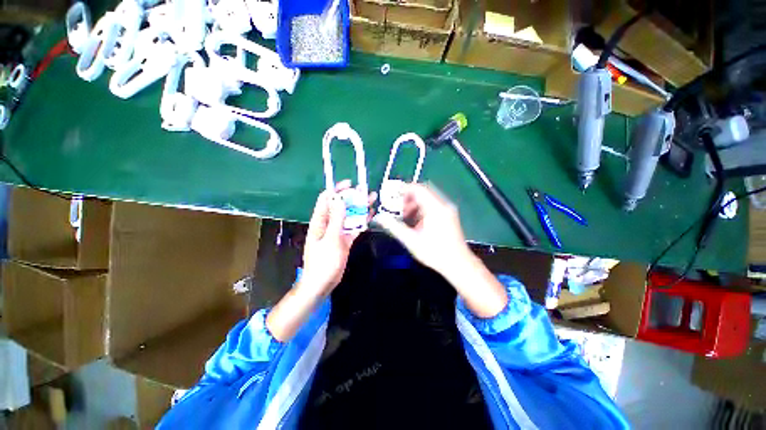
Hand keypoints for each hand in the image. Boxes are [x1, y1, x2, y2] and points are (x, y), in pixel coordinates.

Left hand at [268, 181, 375, 341]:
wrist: (322, 283)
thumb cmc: (323, 262)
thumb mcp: (331, 239)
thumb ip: (337, 220)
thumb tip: (340, 200)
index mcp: (320, 221)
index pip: (326, 199)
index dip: (337, 190)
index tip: (350, 185)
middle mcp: (328, 223)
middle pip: (340, 206)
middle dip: (352, 198)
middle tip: (366, 192)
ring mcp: (337, 231)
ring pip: (348, 216)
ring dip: (359, 209)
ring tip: (372, 200)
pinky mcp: (344, 239)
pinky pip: (353, 227)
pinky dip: (361, 221)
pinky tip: (370, 216)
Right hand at [372, 183, 471, 275]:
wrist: (458, 264)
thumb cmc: (435, 253)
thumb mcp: (411, 240)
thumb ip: (394, 227)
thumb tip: (380, 218)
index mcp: (435, 208)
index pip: (418, 188)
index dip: (404, 189)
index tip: (393, 196)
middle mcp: (443, 205)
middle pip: (423, 192)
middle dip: (408, 198)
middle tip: (399, 209)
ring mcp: (448, 210)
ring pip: (428, 198)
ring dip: (415, 204)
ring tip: (407, 217)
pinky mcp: (449, 216)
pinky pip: (433, 205)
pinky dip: (423, 209)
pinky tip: (417, 222)